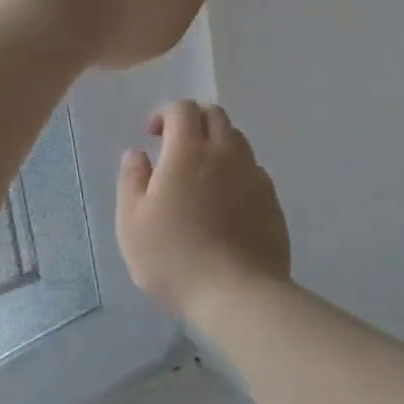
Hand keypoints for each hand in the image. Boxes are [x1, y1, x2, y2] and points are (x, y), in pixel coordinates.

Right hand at [117, 100, 291, 319]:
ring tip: (201, 173)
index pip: (183, 109)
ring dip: (217, 143)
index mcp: (189, 151)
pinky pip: (253, 170)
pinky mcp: (272, 199)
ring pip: (237, 140)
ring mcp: (253, 174)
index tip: (153, 135)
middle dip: (193, 120)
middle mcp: (226, 153)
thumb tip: (137, 153)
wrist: (238, 294)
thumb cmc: (175, 258)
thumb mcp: (133, 223)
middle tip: (176, 145)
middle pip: (215, 115)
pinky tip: (226, 201)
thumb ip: (132, 180)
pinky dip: (236, 171)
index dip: (166, 113)